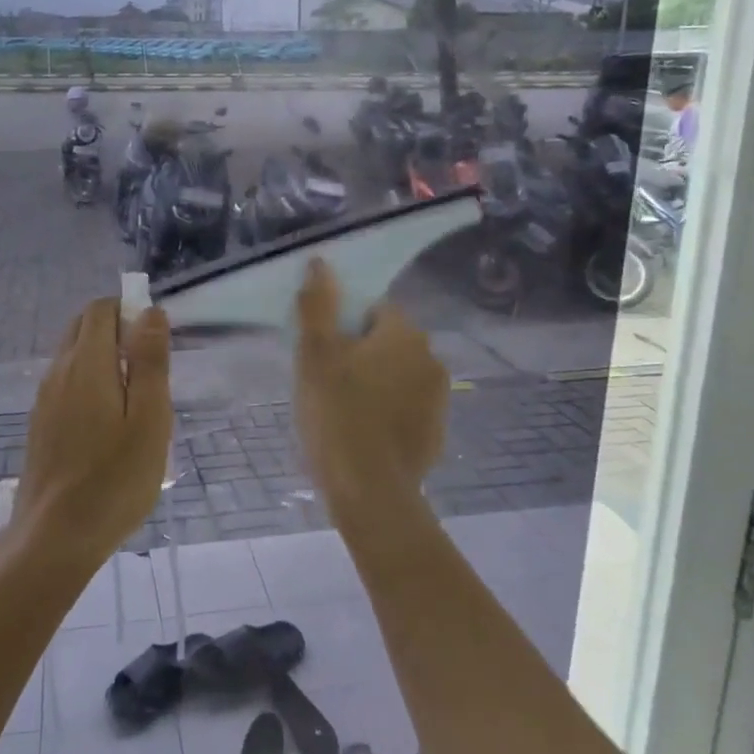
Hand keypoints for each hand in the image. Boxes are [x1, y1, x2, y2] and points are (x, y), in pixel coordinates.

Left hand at [19, 298, 172, 565]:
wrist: (55, 536)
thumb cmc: (115, 478)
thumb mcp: (150, 418)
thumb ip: (150, 361)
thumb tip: (150, 312)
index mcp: (86, 362)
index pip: (101, 309)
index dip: (129, 311)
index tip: (154, 343)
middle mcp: (59, 371)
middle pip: (83, 326)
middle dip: (116, 330)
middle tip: (148, 371)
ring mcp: (44, 398)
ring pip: (73, 355)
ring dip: (103, 357)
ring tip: (134, 401)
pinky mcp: (40, 422)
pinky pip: (66, 382)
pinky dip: (89, 381)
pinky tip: (108, 423)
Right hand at [293, 259, 448, 522]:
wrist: (370, 492)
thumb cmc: (337, 414)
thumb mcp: (315, 355)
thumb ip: (318, 305)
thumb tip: (320, 262)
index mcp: (404, 334)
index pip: (374, 309)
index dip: (345, 326)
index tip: (324, 351)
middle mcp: (431, 358)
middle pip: (388, 341)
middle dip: (361, 354)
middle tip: (327, 381)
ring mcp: (439, 399)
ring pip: (398, 375)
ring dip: (376, 382)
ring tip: (343, 410)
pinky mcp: (436, 432)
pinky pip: (407, 407)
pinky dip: (389, 412)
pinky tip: (364, 433)